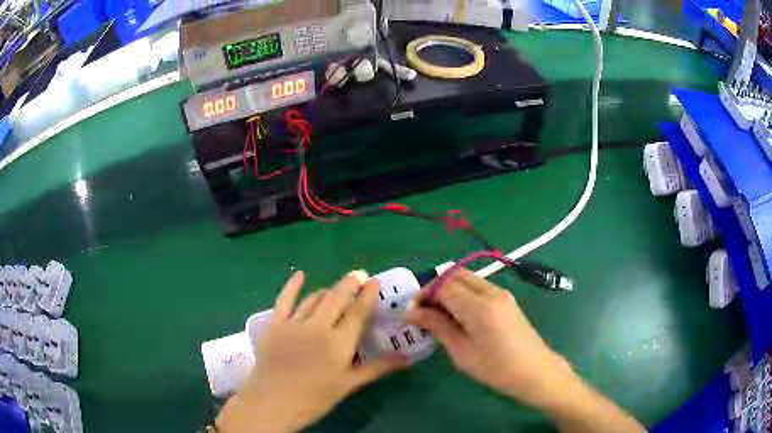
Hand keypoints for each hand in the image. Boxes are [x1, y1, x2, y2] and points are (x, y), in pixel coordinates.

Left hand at [216, 271, 407, 432]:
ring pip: (314, 299)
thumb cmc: (315, 398)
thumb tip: (407, 359)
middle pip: (337, 299)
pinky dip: (292, 286)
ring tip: (336, 288)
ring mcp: (294, 324)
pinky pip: (284, 300)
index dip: (368, 294)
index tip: (374, 281)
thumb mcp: (349, 384)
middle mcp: (318, 327)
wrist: (272, 403)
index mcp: (339, 343)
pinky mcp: (274, 325)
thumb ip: (377, 368)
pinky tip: (299, 275)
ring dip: (328, 290)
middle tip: (358, 275)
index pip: (358, 312)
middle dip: (349, 284)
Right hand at [405, 269, 575, 410]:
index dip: (423, 295)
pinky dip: (461, 293)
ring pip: (466, 278)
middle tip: (422, 311)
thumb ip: (438, 326)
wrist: (536, 371)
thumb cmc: (496, 369)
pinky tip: (457, 315)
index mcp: (478, 306)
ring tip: (437, 314)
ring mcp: (501, 293)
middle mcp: (490, 291)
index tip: (410, 313)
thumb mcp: (462, 352)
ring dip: (447, 289)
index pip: (443, 285)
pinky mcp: (506, 299)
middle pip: (454, 274)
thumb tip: (411, 312)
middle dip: (434, 288)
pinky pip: (477, 286)